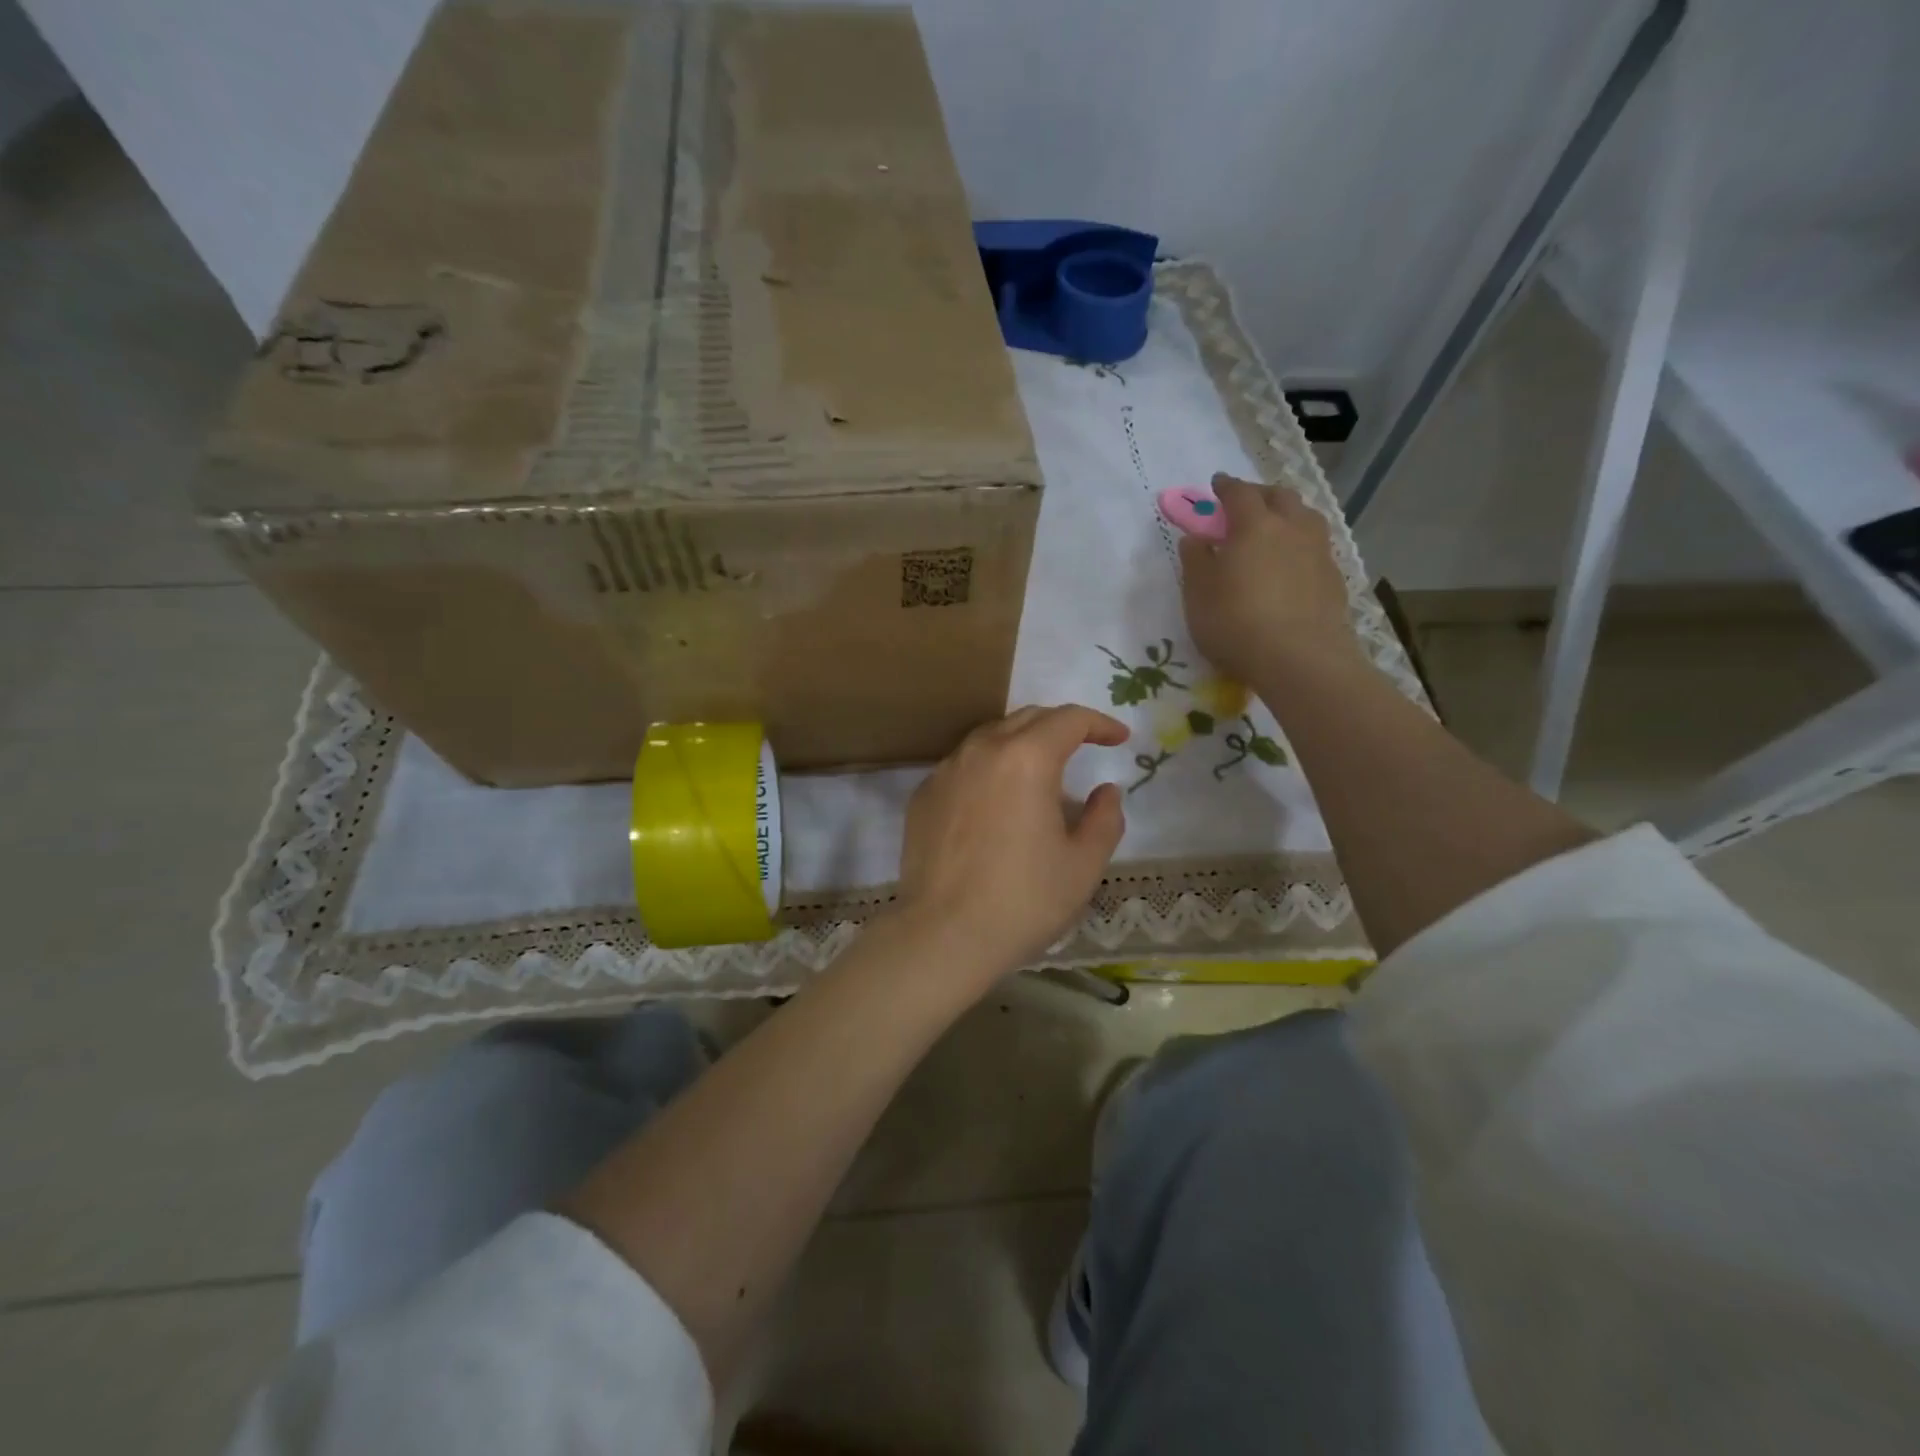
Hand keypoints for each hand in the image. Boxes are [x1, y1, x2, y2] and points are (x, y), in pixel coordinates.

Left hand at [893, 705, 1127, 986]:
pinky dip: (988, 769)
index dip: (1100, 723)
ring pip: (990, 737)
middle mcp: (982, 751)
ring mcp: (945, 771)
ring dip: (1021, 744)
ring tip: (1039, 773)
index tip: (1119, 739)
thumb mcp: (1083, 865)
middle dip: (1060, 727)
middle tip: (1082, 748)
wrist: (942, 935)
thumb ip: (1105, 819)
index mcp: (1026, 759)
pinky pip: (963, 766)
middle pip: (1027, 718)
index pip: (1069, 720)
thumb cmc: (1023, 901)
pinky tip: (996, 801)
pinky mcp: (923, 795)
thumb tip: (1105, 791)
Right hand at [1179, 474, 1359, 684]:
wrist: (1299, 659)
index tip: (1216, 484)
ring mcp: (1318, 552)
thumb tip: (1195, 538)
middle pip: (1280, 497)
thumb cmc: (1236, 622)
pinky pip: (1316, 548)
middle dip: (1261, 494)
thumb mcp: (1198, 594)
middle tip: (1246, 504)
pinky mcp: (1334, 579)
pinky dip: (1300, 546)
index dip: (1226, 486)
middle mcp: (1291, 528)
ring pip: (1306, 518)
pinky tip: (1291, 565)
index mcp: (1254, 525)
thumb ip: (1195, 561)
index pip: (1239, 493)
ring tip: (1275, 530)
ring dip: (1288, 515)